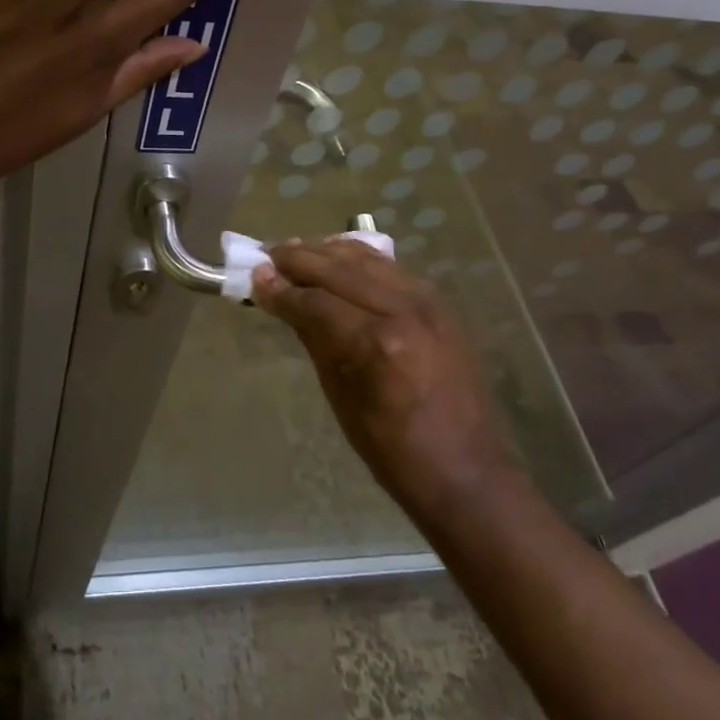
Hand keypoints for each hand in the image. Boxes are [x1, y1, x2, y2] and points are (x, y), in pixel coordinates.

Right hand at [252, 239, 524, 522]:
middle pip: (340, 269)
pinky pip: (391, 268)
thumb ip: (314, 338)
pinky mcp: (440, 305)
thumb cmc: (392, 448)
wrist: (465, 469)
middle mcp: (404, 310)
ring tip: (296, 250)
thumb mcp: (340, 396)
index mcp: (377, 343)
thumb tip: (283, 302)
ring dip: (328, 251)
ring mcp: (428, 303)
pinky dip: (360, 259)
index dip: (281, 289)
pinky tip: (338, 256)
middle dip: (299, 260)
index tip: (254, 278)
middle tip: (267, 255)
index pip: (316, 301)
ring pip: (368, 259)